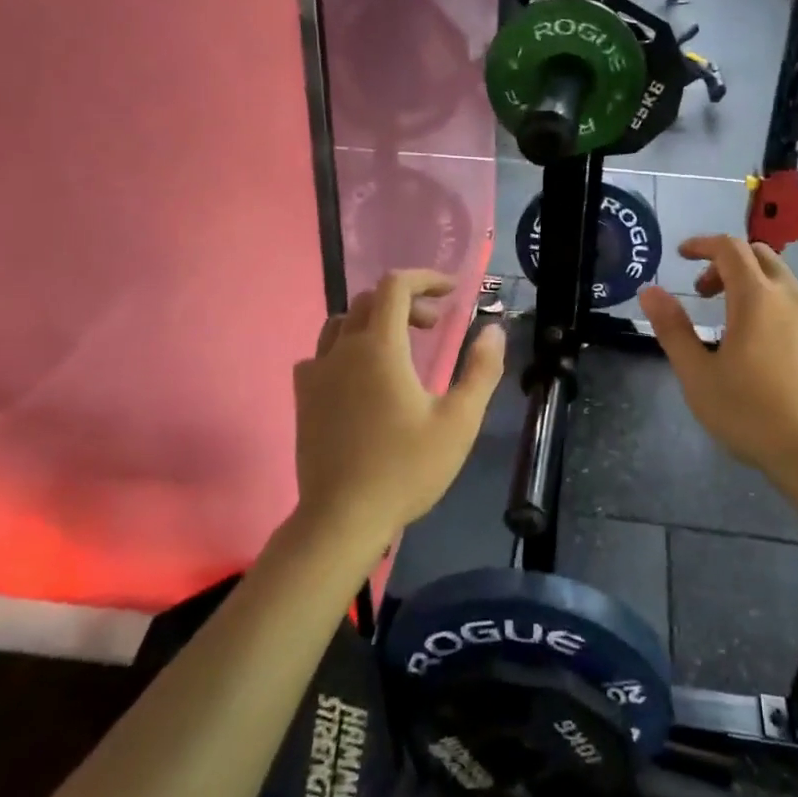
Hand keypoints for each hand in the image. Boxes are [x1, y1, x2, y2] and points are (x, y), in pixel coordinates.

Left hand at [293, 270, 505, 547]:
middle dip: (407, 302)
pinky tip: (361, 377)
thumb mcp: (459, 421)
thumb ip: (480, 370)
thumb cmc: (406, 469)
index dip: (425, 278)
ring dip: (375, 322)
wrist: (343, 518)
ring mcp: (317, 372)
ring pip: (342, 323)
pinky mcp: (304, 397)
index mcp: (381, 347)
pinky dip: (346, 348)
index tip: (451, 291)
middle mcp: (343, 349)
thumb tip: (494, 329)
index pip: (396, 286)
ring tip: (400, 348)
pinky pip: (322, 353)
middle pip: (370, 300)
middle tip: (434, 326)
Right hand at [638, 236, 797, 493]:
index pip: (729, 248)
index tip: (682, 255)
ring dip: (754, 287)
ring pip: (784, 282)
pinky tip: (769, 351)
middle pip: (761, 256)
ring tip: (735, 326)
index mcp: (757, 298)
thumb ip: (672, 328)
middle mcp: (793, 297)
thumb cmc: (751, 414)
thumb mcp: (698, 375)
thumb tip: (650, 291)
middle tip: (705, 293)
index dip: (703, 244)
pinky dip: (778, 309)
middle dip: (728, 263)